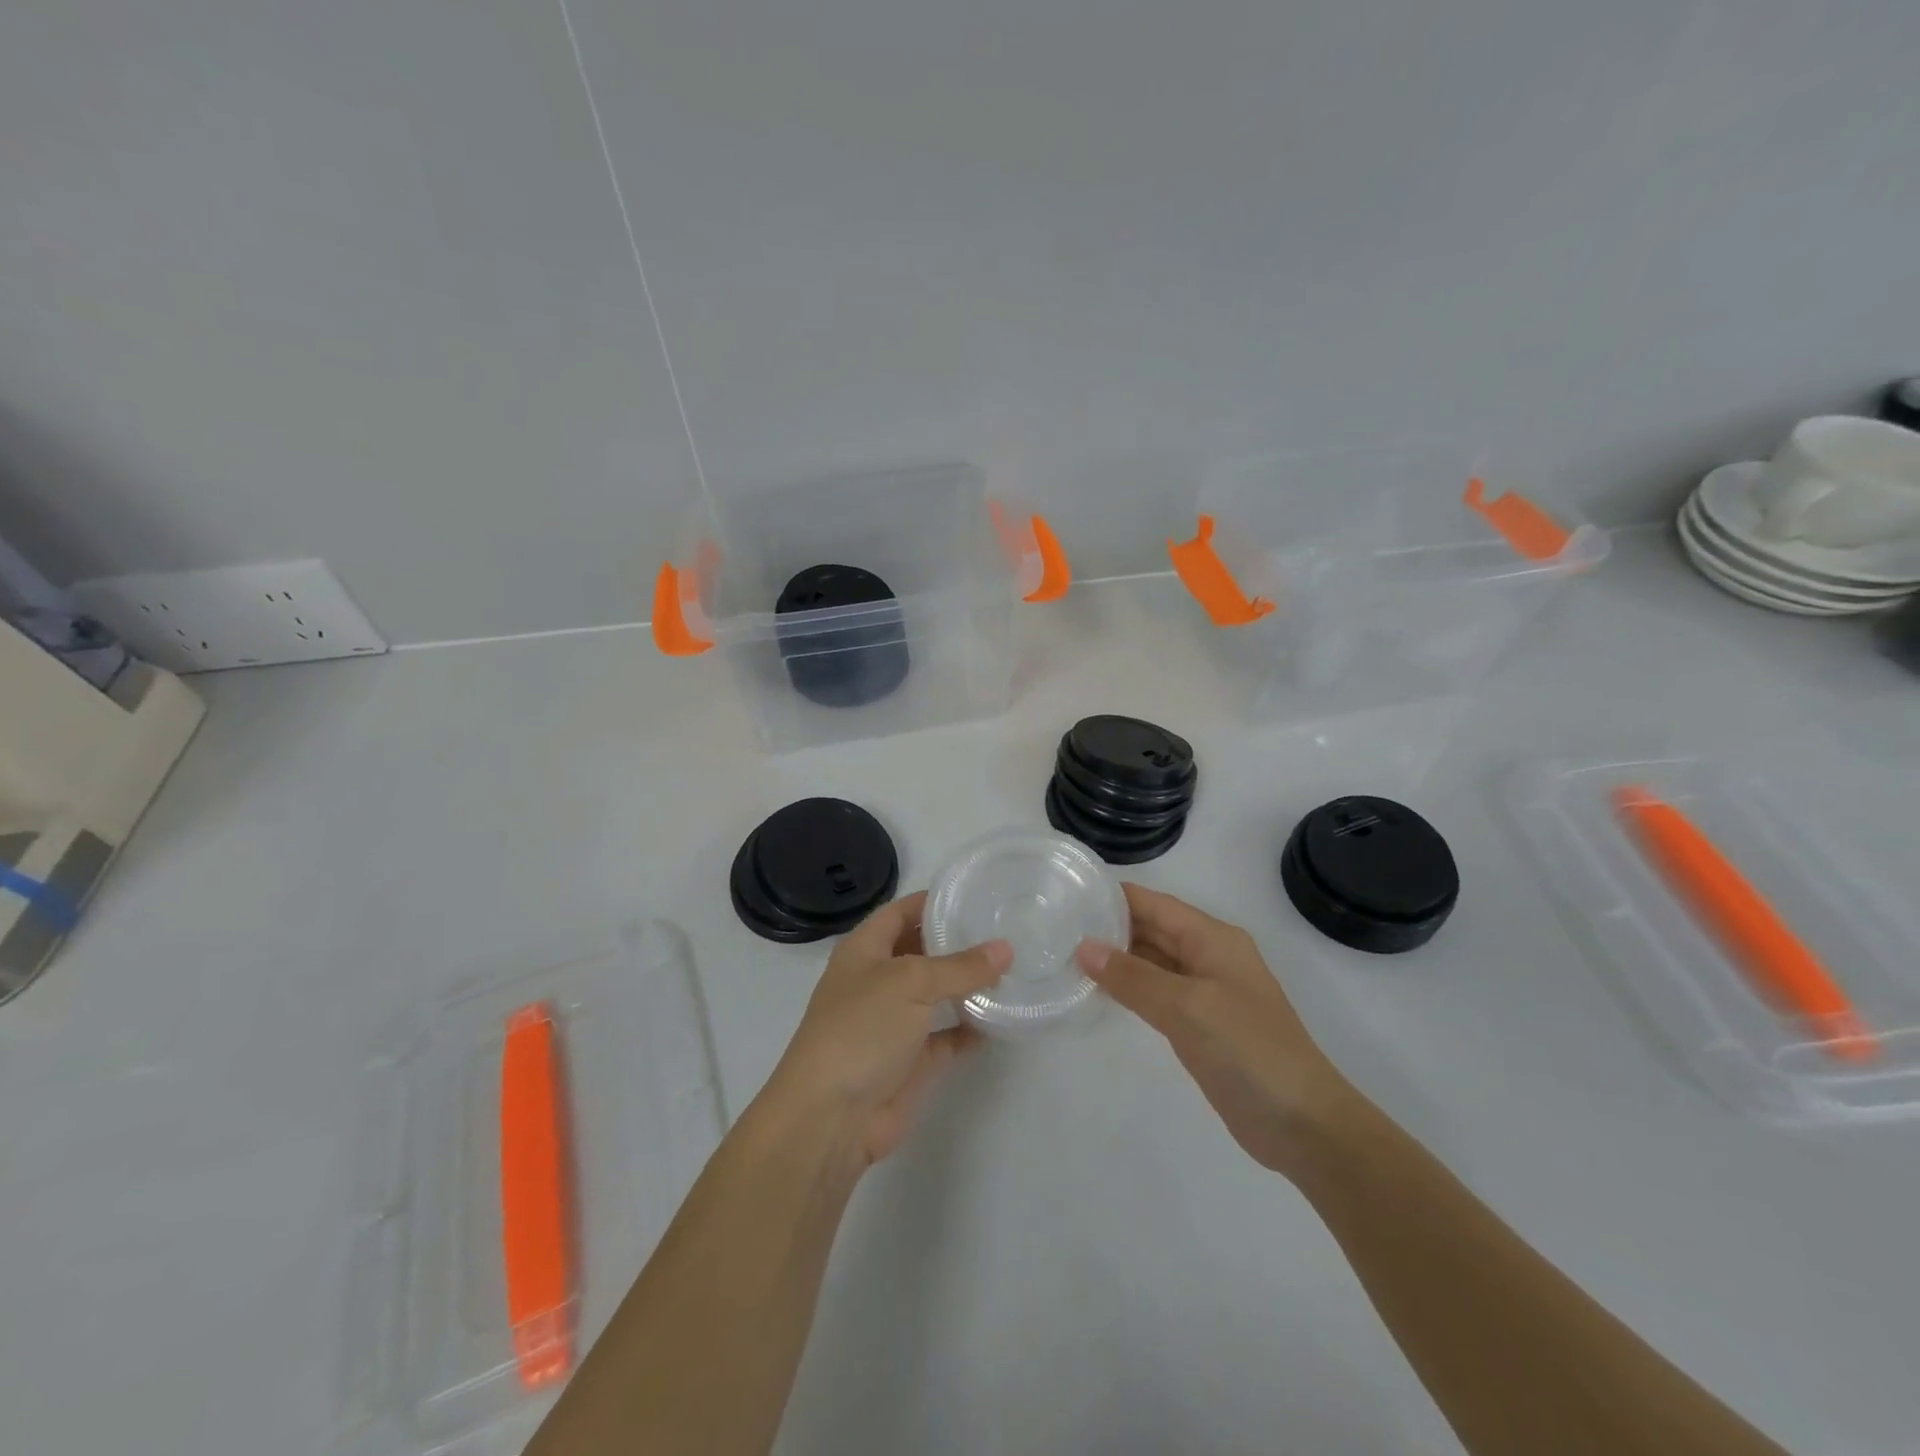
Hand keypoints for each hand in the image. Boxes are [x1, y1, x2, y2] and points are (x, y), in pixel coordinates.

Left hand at [766, 891, 1010, 1169]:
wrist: (830, 1118)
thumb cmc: (861, 1029)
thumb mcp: (910, 983)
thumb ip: (960, 966)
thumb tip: (1006, 948)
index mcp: (864, 952)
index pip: (900, 912)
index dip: (932, 902)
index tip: (975, 895)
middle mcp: (878, 982)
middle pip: (921, 952)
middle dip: (957, 943)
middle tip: (1005, 930)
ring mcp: (893, 1024)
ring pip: (936, 995)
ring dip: (968, 985)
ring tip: (1013, 968)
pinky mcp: (911, 1062)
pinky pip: (947, 1037)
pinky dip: (971, 1029)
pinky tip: (1003, 1018)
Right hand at [1077, 884, 1350, 1177]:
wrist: (1302, 1123)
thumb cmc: (1248, 1050)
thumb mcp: (1186, 1007)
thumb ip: (1133, 977)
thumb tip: (1083, 948)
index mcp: (1212, 938)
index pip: (1154, 904)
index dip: (1113, 897)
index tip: (1067, 895)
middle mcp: (1209, 956)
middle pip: (1152, 929)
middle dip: (1109, 927)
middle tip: (1056, 928)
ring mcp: (1206, 991)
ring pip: (1152, 962)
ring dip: (1116, 959)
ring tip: (1066, 955)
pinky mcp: (1201, 1023)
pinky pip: (1157, 993)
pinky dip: (1129, 988)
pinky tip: (1098, 992)